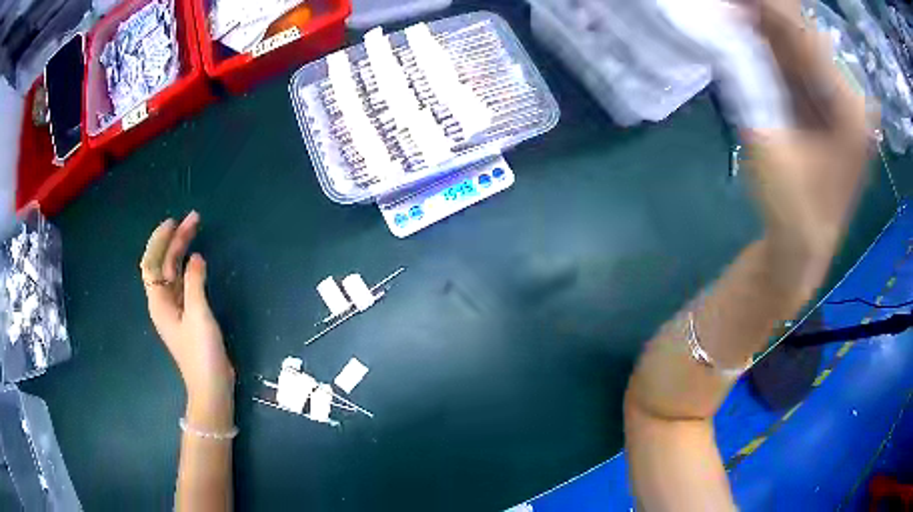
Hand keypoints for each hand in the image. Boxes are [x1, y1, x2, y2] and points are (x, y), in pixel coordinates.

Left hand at [139, 212, 234, 402]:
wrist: (211, 385)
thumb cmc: (201, 352)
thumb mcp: (198, 315)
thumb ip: (195, 283)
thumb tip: (195, 257)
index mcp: (159, 302)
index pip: (151, 263)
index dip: (159, 240)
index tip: (173, 221)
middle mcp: (163, 302)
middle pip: (163, 264)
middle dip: (175, 240)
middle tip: (194, 220)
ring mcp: (175, 309)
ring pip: (173, 272)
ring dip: (182, 251)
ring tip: (196, 231)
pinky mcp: (187, 315)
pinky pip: (183, 283)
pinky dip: (188, 267)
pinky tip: (197, 260)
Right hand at [743, 4, 873, 295]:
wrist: (802, 249)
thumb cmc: (791, 210)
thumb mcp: (768, 144)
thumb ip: (750, 82)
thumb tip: (726, 30)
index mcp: (849, 108)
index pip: (805, 35)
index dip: (767, 8)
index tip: (735, 0)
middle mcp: (849, 97)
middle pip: (804, 35)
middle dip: (765, 14)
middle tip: (731, 7)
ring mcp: (840, 101)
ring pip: (800, 46)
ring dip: (765, 27)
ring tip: (733, 14)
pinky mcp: (827, 107)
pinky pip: (799, 64)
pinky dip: (771, 47)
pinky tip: (747, 33)